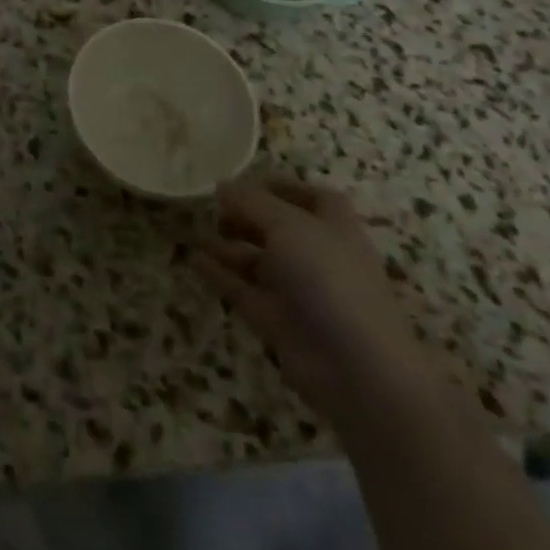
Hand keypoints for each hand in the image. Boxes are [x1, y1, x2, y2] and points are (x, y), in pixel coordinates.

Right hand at [193, 177, 438, 429]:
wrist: (356, 368)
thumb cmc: (328, 278)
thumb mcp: (287, 225)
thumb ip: (251, 201)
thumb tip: (222, 186)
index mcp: (333, 226)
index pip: (309, 197)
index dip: (279, 187)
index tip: (242, 181)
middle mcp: (316, 255)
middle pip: (277, 227)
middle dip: (245, 216)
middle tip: (212, 208)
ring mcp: (297, 290)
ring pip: (256, 259)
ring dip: (227, 244)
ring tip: (193, 231)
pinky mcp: (278, 321)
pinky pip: (243, 289)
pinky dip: (220, 274)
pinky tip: (194, 260)